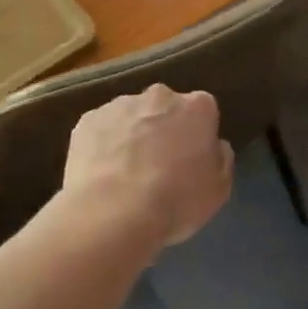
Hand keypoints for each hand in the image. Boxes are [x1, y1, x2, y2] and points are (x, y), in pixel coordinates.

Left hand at [62, 85, 233, 247]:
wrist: (112, 214)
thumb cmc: (176, 201)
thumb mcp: (218, 189)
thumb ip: (220, 158)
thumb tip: (214, 146)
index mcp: (197, 106)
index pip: (203, 112)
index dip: (197, 136)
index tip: (190, 160)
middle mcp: (160, 95)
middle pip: (165, 107)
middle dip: (164, 128)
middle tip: (158, 165)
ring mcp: (120, 104)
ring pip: (131, 116)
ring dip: (132, 135)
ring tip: (124, 174)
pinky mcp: (87, 120)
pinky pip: (101, 130)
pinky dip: (102, 145)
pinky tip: (101, 174)